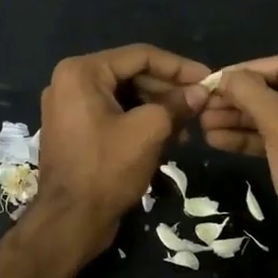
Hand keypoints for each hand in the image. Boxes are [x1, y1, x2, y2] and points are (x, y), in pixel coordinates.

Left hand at [34, 44, 211, 251]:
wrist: (69, 222)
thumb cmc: (106, 169)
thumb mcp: (148, 131)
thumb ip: (176, 105)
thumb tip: (201, 92)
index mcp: (81, 72)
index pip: (141, 56)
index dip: (179, 67)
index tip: (208, 79)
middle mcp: (70, 82)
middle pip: (132, 75)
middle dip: (169, 90)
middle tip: (202, 105)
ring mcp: (70, 108)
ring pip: (125, 97)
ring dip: (158, 108)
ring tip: (190, 126)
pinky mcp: (76, 131)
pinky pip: (113, 115)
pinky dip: (140, 122)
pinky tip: (169, 136)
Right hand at [202, 56, 277, 257]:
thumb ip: (251, 92)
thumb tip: (225, 76)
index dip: (246, 70)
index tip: (213, 79)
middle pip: (277, 92)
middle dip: (239, 99)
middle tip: (203, 104)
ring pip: (273, 118)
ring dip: (238, 119)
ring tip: (202, 122)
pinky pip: (275, 140)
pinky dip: (248, 138)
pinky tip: (216, 139)